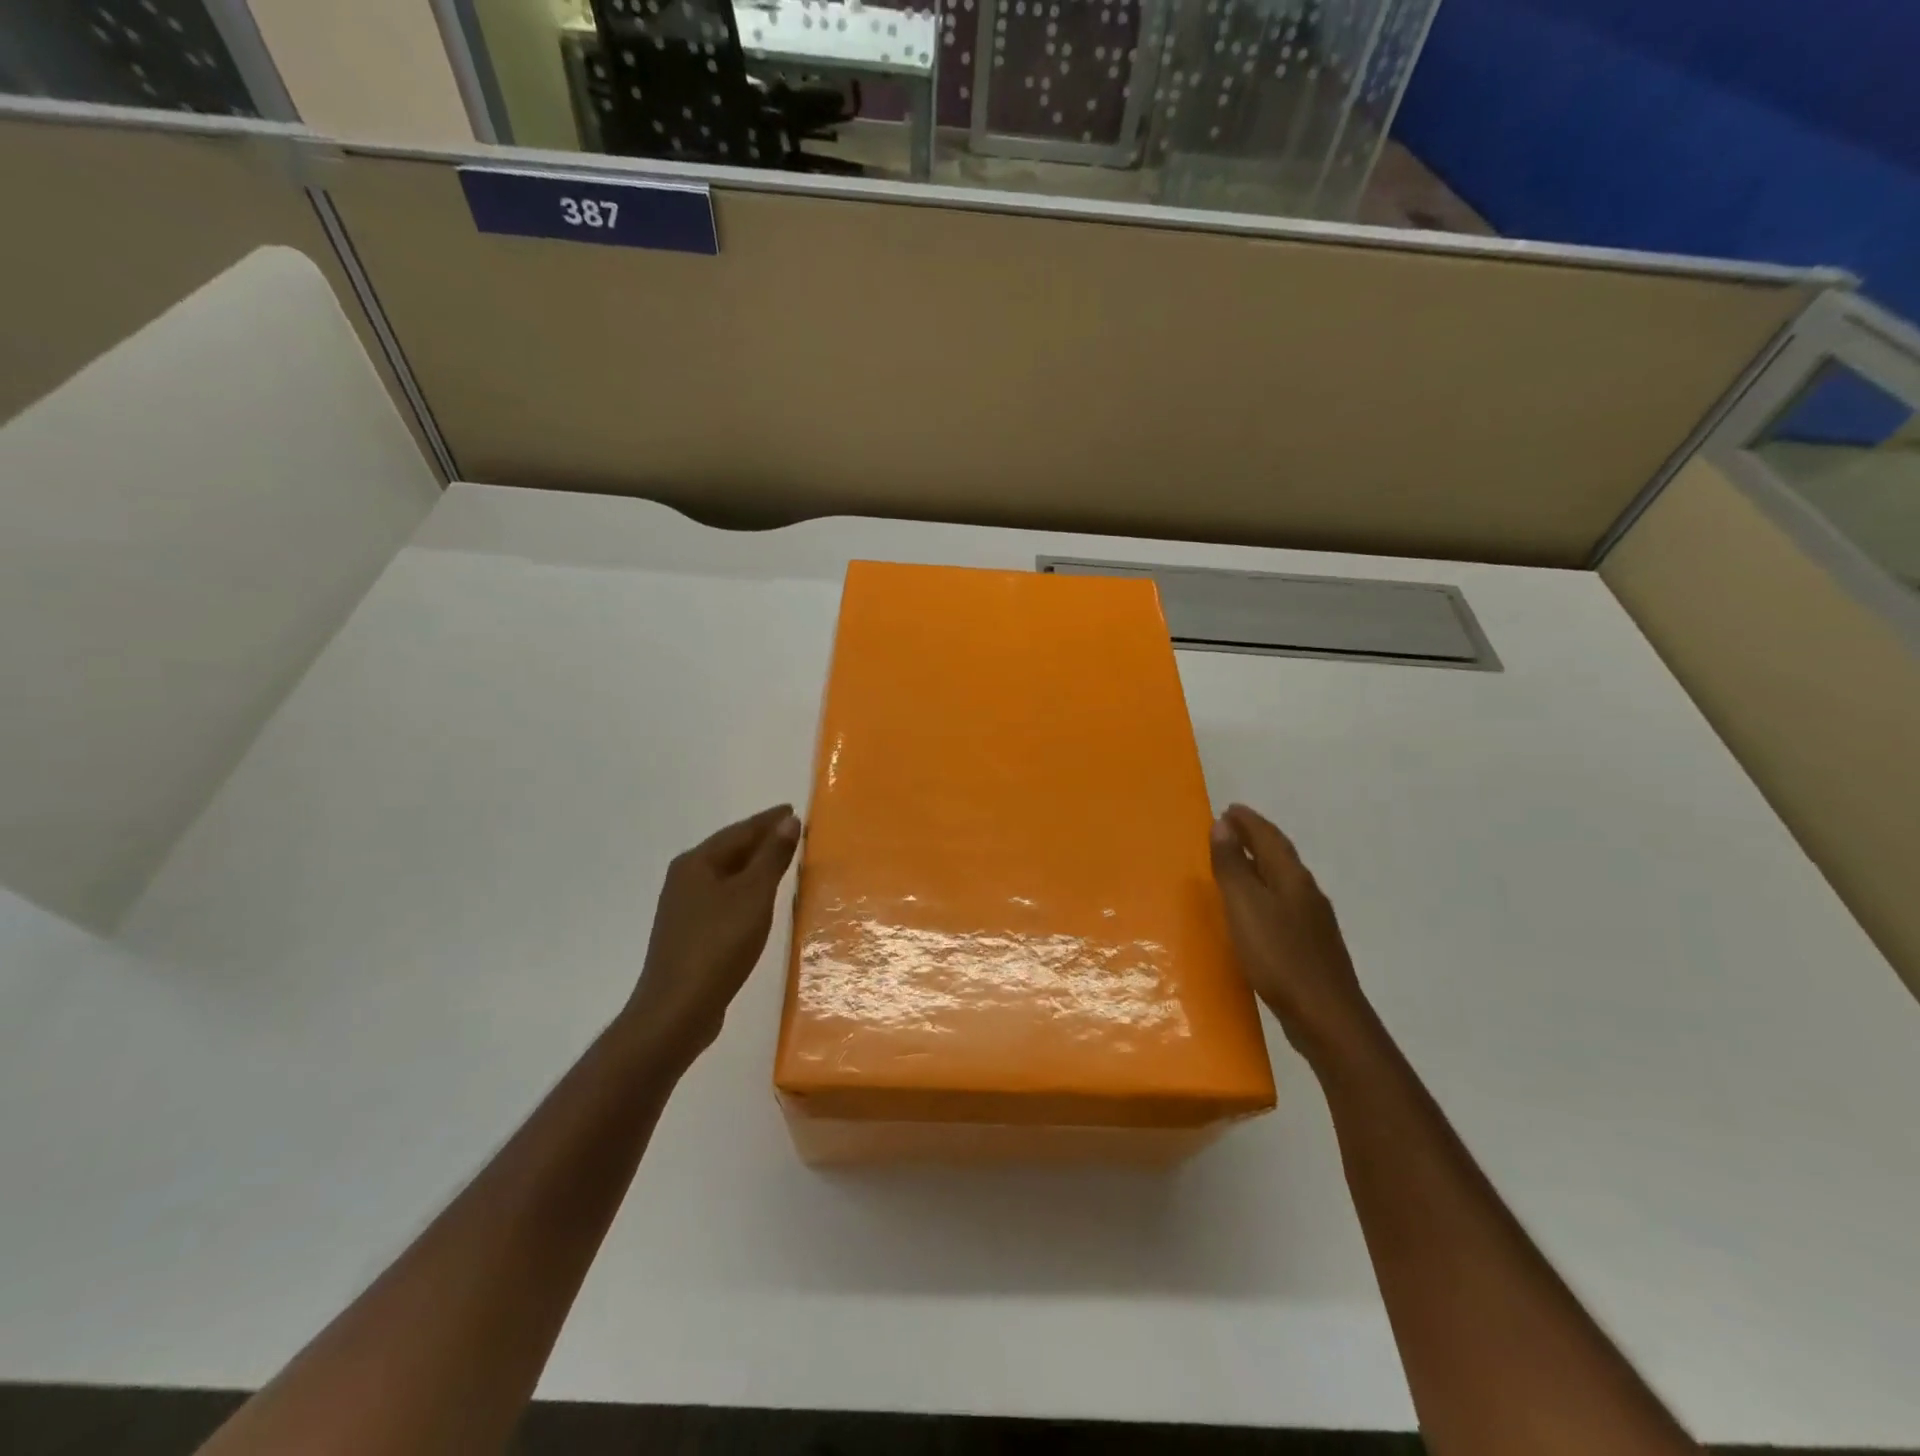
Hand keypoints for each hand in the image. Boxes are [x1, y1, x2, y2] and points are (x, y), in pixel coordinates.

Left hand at [624, 805, 801, 1070]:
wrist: (677, 1010)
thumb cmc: (718, 945)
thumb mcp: (754, 896)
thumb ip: (772, 857)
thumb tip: (789, 821)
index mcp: (697, 862)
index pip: (740, 831)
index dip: (769, 820)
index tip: (793, 810)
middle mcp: (685, 878)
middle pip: (730, 850)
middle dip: (761, 840)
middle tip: (794, 832)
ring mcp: (684, 907)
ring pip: (726, 875)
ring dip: (754, 865)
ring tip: (783, 861)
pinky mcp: (690, 933)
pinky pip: (724, 897)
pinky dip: (746, 890)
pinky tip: (760, 900)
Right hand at [1209, 803, 1376, 1065]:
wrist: (1327, 1017)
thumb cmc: (1279, 956)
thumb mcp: (1245, 907)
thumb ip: (1232, 866)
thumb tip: (1223, 824)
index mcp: (1291, 877)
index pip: (1268, 837)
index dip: (1248, 821)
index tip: (1228, 809)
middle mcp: (1306, 892)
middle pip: (1279, 855)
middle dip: (1255, 837)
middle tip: (1229, 828)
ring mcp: (1313, 921)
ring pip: (1283, 879)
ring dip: (1260, 864)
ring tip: (1237, 862)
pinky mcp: (1311, 946)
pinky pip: (1284, 903)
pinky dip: (1265, 891)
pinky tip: (1256, 909)